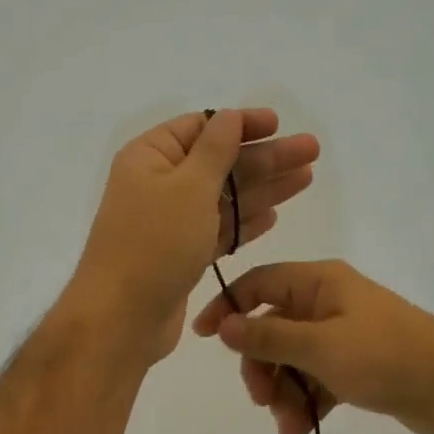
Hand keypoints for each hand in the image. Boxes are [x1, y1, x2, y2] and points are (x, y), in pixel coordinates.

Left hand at [66, 109, 318, 365]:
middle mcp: (158, 184)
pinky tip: (273, 215)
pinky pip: (219, 229)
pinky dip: (244, 223)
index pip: (201, 127)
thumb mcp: (188, 187)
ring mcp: (170, 222)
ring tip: (306, 178)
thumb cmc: (154, 244)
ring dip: (264, 188)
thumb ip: (215, 150)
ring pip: (225, 198)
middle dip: (266, 157)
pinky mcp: (182, 255)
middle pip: (220, 163)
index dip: (242, 124)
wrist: (122, 318)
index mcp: (150, 157)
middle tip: (311, 150)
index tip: (278, 123)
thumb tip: (231, 115)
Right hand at [191, 260, 433, 433]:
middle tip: (262, 399)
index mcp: (320, 283)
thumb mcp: (320, 347)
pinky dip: (306, 404)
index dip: (228, 307)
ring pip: (293, 361)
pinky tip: (301, 433)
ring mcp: (344, 336)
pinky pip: (316, 381)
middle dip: (262, 367)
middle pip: (273, 329)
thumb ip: (268, 337)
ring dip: (284, 394)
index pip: (259, 285)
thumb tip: (224, 325)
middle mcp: (329, 303)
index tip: (204, 338)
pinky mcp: (356, 366)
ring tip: (288, 427)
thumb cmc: (385, 357)